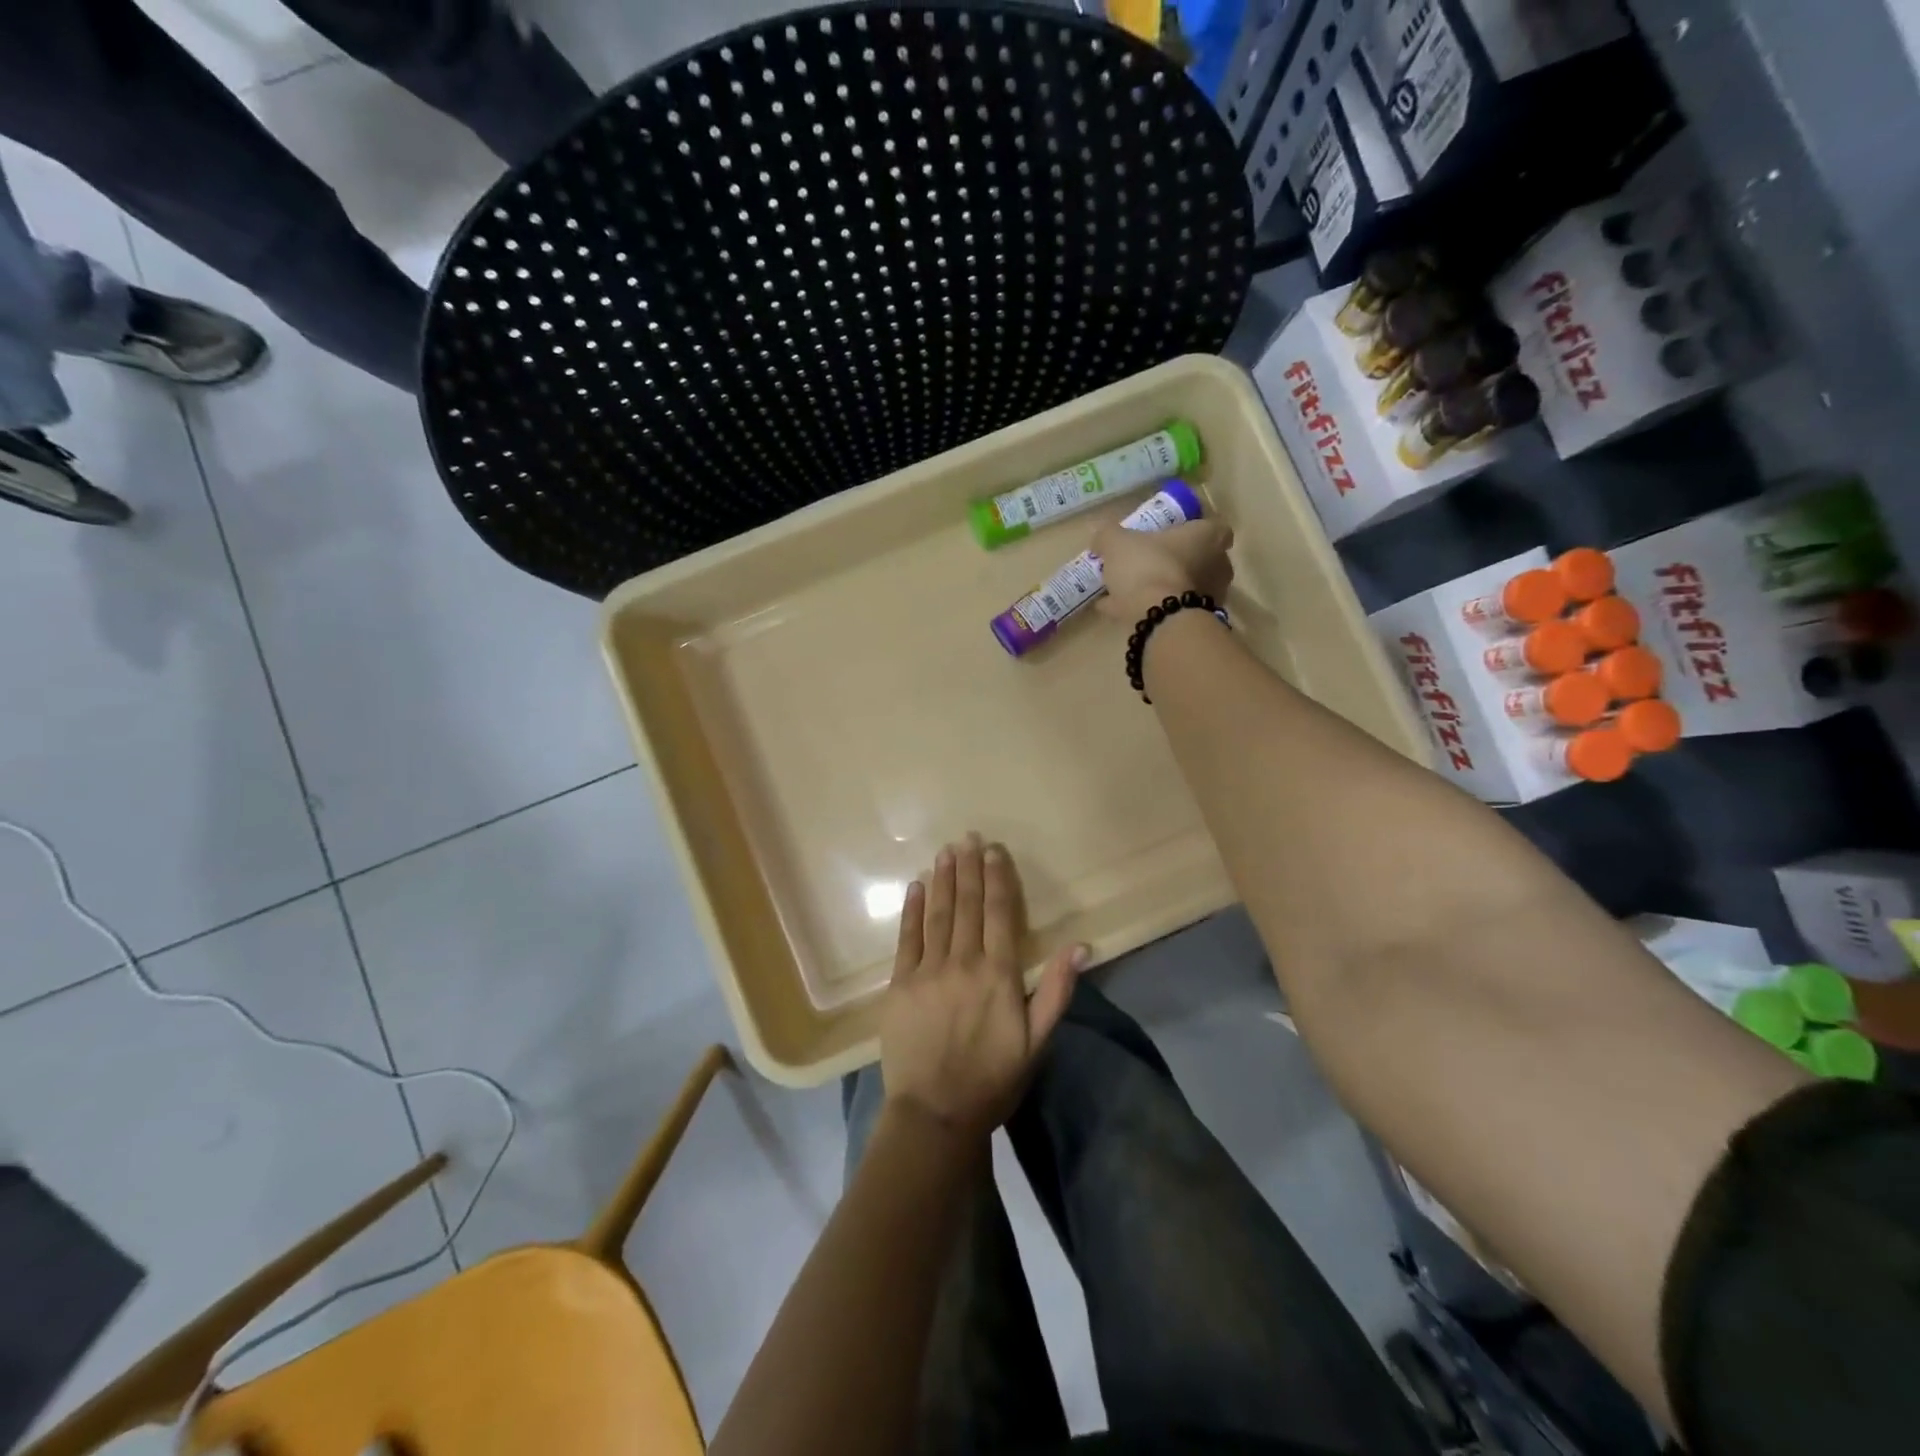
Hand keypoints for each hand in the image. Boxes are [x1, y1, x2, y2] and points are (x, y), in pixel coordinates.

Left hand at [880, 834, 1086, 1139]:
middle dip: (969, 869)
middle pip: (968, 906)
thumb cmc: (993, 1079)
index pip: (1000, 914)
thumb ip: (1056, 990)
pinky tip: (916, 886)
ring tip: (946, 851)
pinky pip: (907, 938)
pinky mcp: (900, 984)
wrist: (935, 1114)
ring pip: (938, 914)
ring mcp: (928, 971)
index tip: (994, 851)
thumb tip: (1081, 946)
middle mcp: (963, 963)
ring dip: (943, 880)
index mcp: (998, 974)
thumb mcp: (1038, 1041)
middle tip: (968, 837)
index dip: (998, 879)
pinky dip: (912, 909)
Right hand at [1093, 518, 1234, 621]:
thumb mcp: (1117, 543)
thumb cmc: (1147, 567)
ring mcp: (1209, 597)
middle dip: (1177, 561)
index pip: (1215, 528)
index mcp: (1207, 538)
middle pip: (1201, 560)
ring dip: (1163, 588)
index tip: (1174, 535)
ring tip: (1129, 592)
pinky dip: (1150, 610)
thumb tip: (1102, 538)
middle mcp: (1217, 566)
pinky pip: (1170, 611)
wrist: (1158, 618)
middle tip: (1148, 563)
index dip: (1195, 530)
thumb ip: (1108, 536)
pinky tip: (1121, 611)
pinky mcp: (1195, 622)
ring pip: (1184, 587)